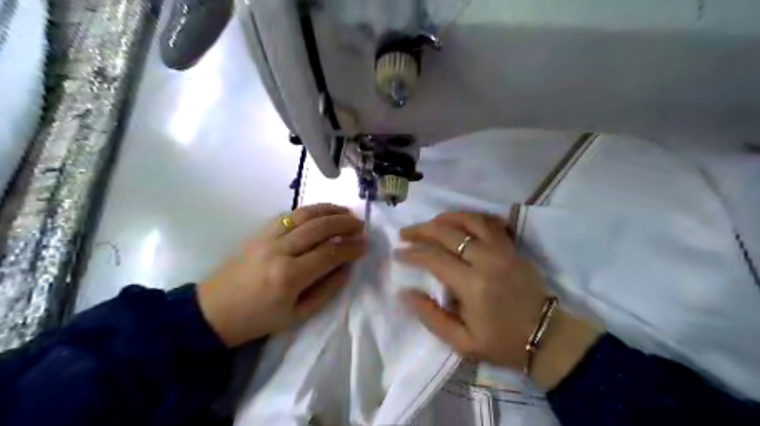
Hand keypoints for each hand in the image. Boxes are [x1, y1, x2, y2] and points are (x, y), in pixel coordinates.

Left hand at [197, 204, 365, 347]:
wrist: (213, 311)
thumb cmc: (258, 319)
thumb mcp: (297, 316)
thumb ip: (327, 290)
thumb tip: (347, 267)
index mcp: (289, 277)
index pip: (329, 253)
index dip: (350, 247)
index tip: (365, 245)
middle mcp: (279, 251)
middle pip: (319, 228)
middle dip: (344, 223)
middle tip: (360, 225)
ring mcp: (267, 237)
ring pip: (304, 214)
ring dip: (329, 210)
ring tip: (346, 212)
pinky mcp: (259, 232)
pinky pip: (288, 214)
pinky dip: (309, 210)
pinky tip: (321, 212)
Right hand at [398, 212, 599, 388]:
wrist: (546, 335)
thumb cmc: (501, 341)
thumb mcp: (461, 342)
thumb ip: (430, 316)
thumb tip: (405, 293)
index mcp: (473, 285)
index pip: (434, 258)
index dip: (413, 253)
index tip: (398, 253)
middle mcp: (487, 260)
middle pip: (448, 233)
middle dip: (422, 230)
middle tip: (405, 233)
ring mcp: (503, 250)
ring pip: (470, 220)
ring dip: (446, 218)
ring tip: (430, 223)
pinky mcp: (513, 247)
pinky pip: (491, 223)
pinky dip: (473, 217)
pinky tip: (461, 221)